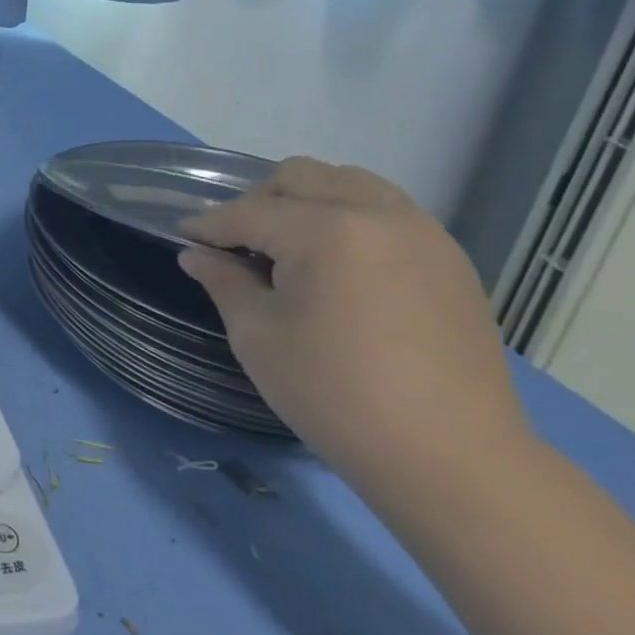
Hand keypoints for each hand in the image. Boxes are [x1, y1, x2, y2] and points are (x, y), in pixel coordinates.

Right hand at [178, 158, 528, 498]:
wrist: (450, 457)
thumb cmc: (335, 395)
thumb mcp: (258, 337)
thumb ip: (224, 283)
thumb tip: (197, 255)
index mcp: (326, 231)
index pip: (249, 212)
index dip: (208, 225)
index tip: (184, 238)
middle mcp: (378, 215)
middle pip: (301, 177)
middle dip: (258, 202)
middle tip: (238, 245)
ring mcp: (423, 233)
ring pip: (349, 184)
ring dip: (307, 203)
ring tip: (289, 249)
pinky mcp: (449, 259)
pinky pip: (387, 212)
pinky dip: (349, 220)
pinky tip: (336, 267)